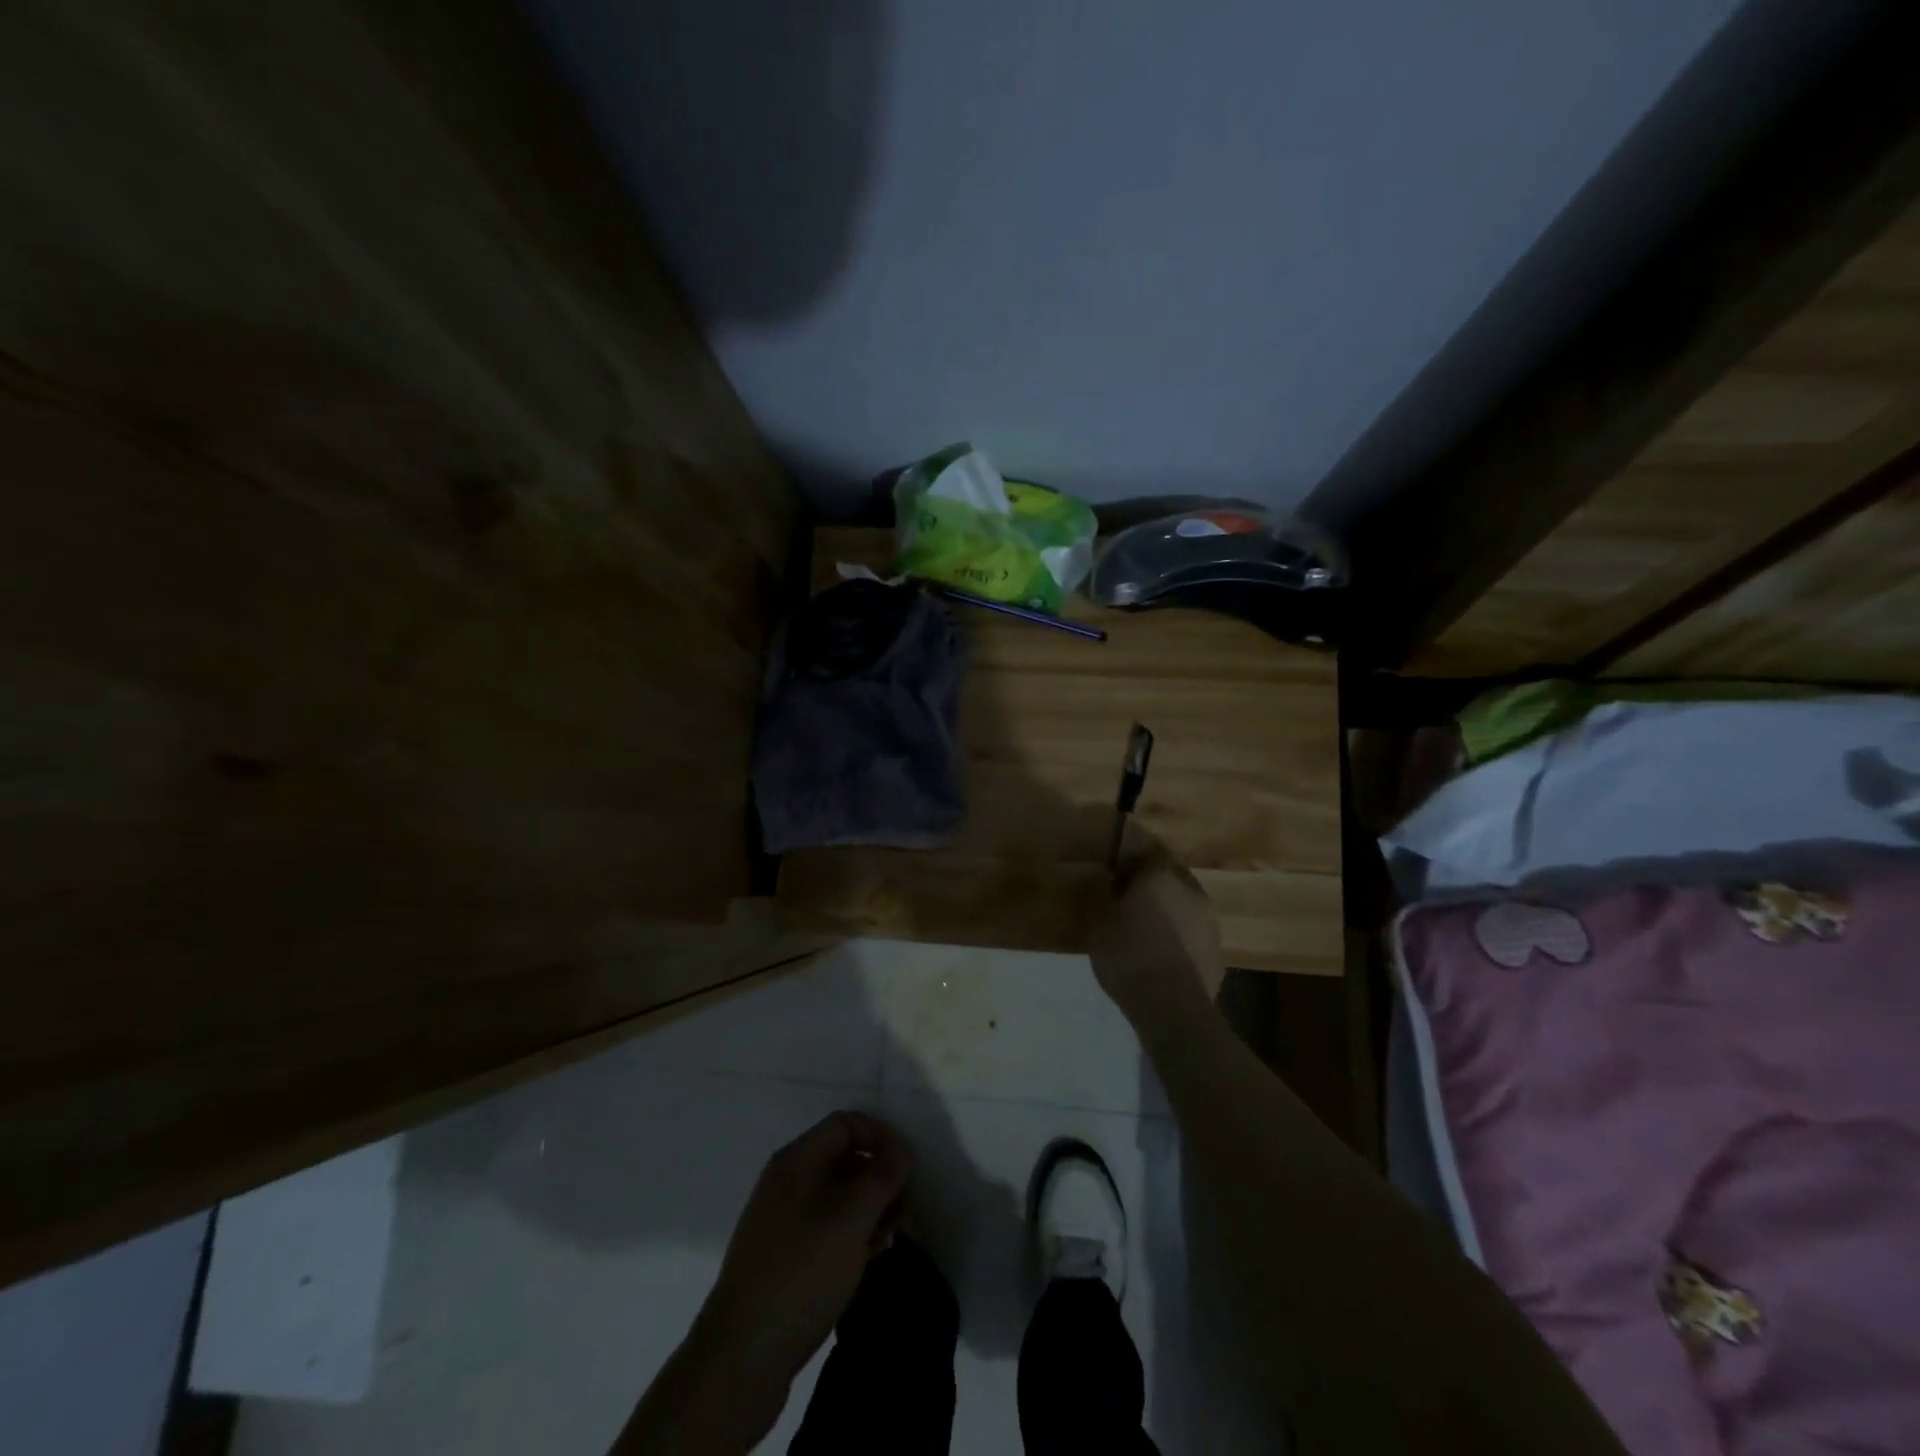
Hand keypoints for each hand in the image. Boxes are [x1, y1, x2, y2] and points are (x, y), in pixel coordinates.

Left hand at [694, 1111, 911, 1387]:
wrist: (740, 1358)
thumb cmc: (801, 1274)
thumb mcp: (851, 1220)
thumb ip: (881, 1177)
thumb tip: (900, 1149)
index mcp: (796, 1161)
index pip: (845, 1124)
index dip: (880, 1135)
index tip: (908, 1165)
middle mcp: (786, 1182)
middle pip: (842, 1158)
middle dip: (878, 1176)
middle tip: (904, 1208)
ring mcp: (782, 1221)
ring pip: (837, 1197)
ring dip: (868, 1209)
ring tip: (889, 1239)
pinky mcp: (783, 1258)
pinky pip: (826, 1228)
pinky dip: (851, 1234)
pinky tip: (867, 1260)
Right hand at [1088, 839, 1226, 1022]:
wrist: (1173, 1009)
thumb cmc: (1129, 956)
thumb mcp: (1098, 923)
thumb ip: (1098, 892)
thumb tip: (1100, 875)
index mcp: (1161, 875)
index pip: (1147, 849)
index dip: (1129, 857)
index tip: (1112, 870)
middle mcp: (1191, 890)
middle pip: (1168, 876)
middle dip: (1149, 884)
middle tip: (1126, 900)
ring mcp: (1210, 922)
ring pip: (1183, 905)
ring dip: (1166, 911)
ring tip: (1143, 931)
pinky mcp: (1217, 953)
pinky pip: (1192, 935)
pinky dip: (1178, 938)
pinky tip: (1161, 957)